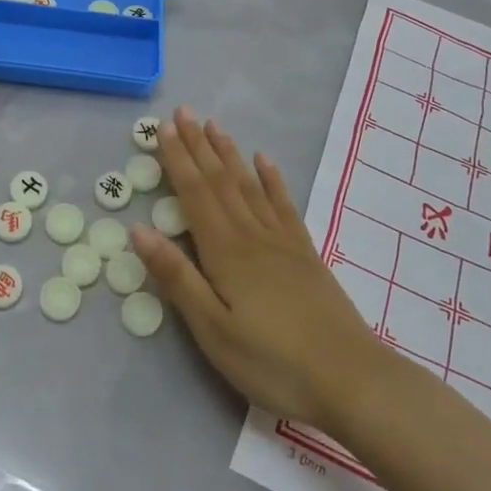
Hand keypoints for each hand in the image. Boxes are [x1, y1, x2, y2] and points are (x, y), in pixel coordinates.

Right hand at [130, 107, 381, 427]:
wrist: (350, 378)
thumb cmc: (272, 361)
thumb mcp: (213, 330)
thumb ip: (177, 278)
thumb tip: (139, 231)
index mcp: (226, 252)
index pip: (195, 194)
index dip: (177, 160)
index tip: (162, 128)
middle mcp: (252, 235)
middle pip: (220, 181)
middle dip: (199, 146)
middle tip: (183, 112)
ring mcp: (283, 241)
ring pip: (249, 185)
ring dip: (229, 154)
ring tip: (215, 126)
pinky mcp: (305, 253)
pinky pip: (283, 204)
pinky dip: (271, 179)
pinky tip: (265, 162)